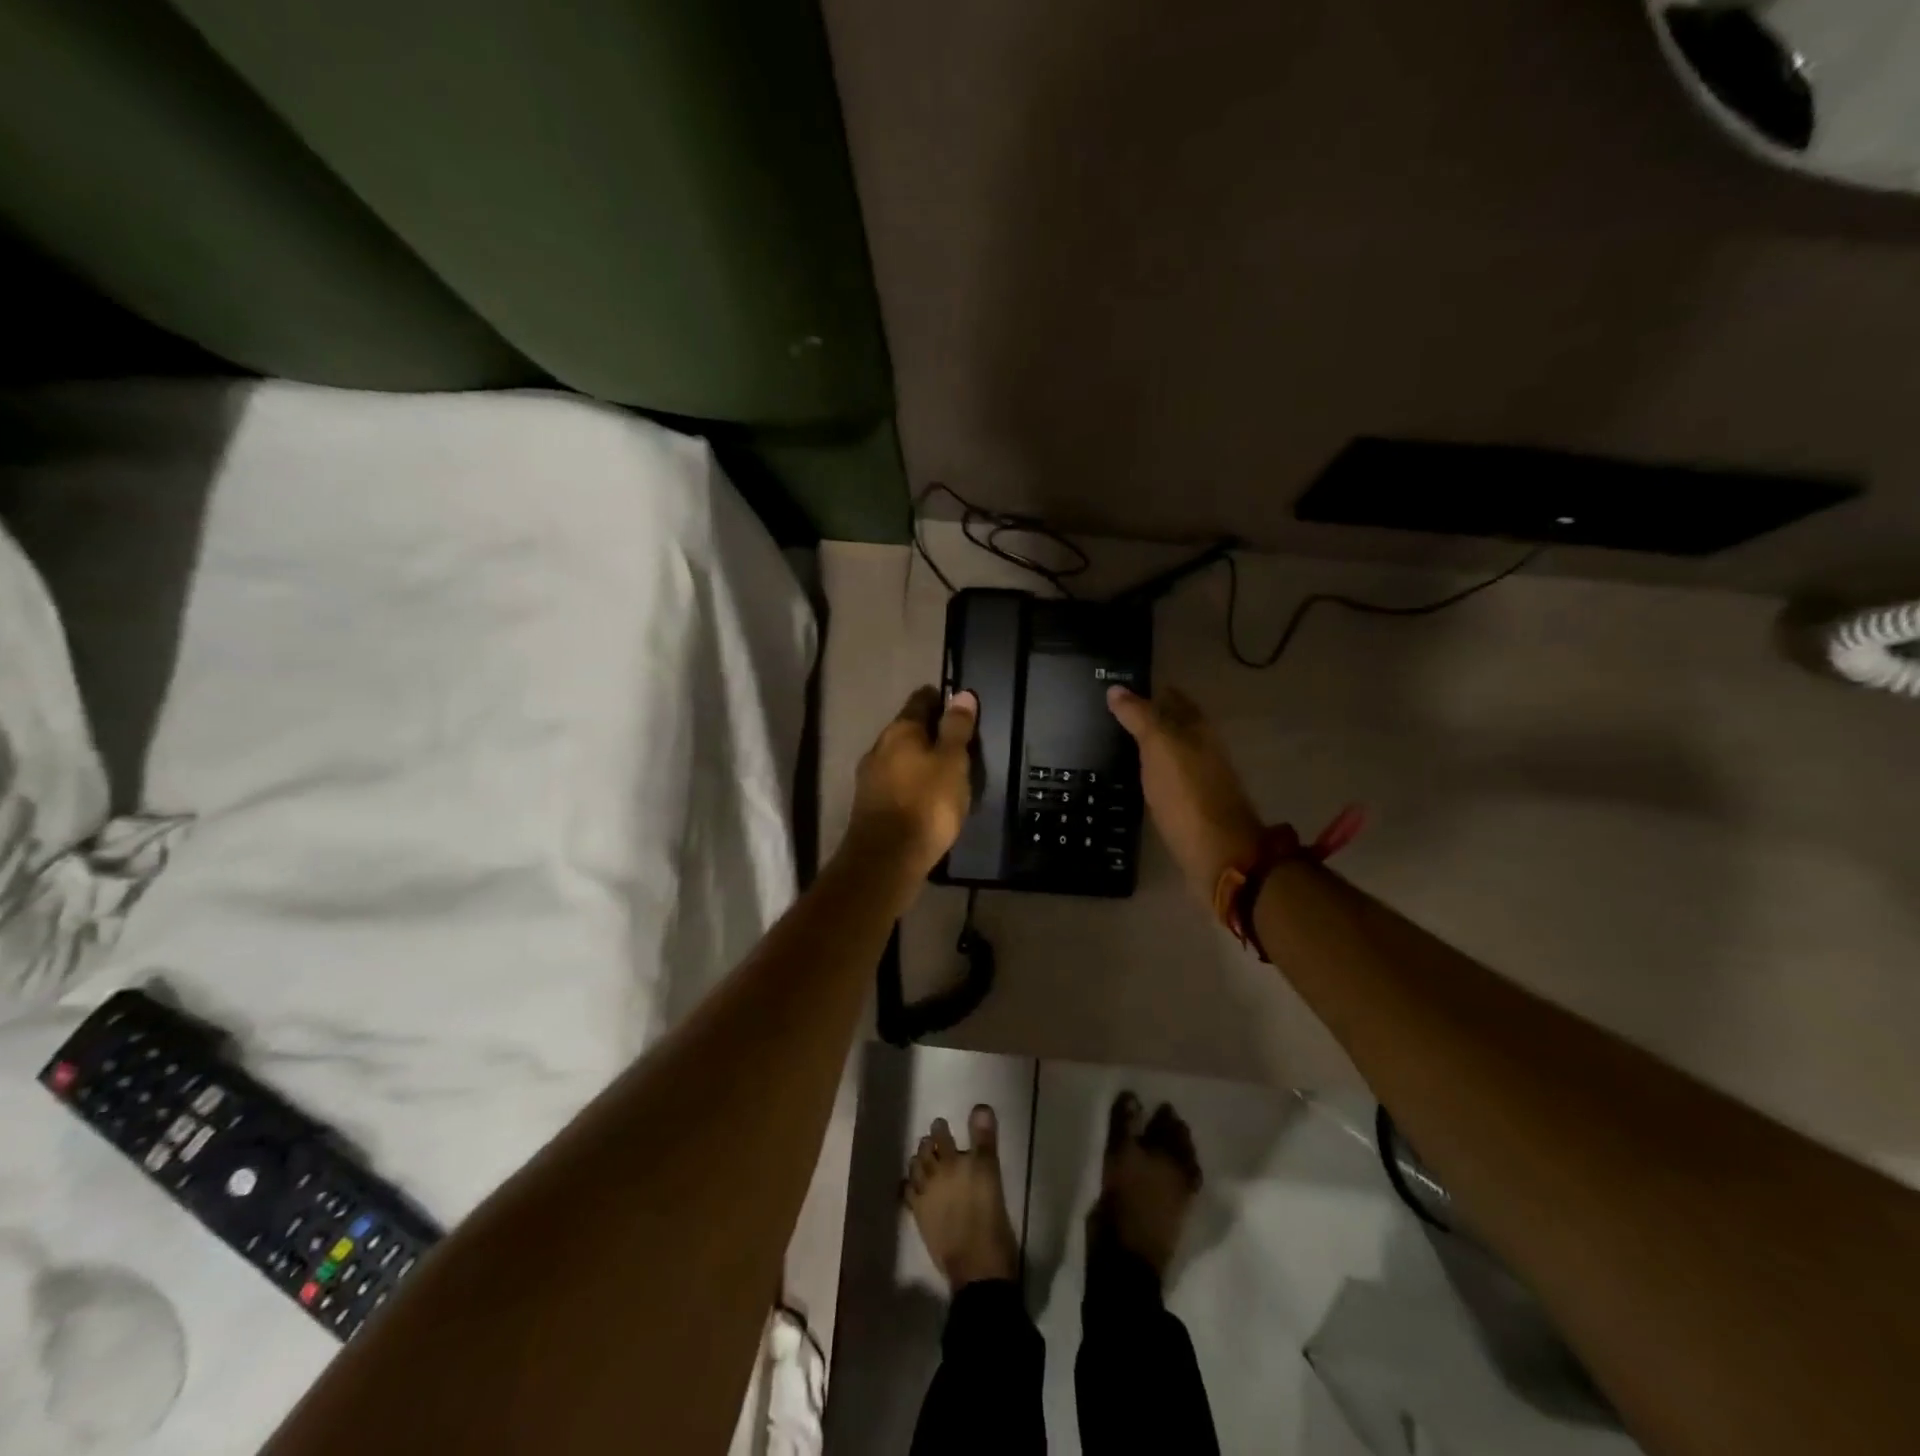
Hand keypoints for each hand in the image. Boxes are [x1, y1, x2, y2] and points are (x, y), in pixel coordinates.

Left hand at [847, 686, 978, 877]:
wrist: (887, 858)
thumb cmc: (927, 803)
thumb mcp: (952, 762)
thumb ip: (957, 728)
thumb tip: (962, 694)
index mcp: (900, 730)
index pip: (920, 700)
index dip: (940, 699)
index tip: (957, 704)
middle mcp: (879, 746)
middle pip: (907, 728)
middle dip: (929, 730)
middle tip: (956, 739)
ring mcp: (870, 776)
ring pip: (899, 756)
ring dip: (919, 757)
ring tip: (945, 768)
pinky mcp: (869, 804)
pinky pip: (895, 781)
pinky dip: (911, 780)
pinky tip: (925, 794)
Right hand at [1108, 685, 1261, 904]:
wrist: (1217, 853)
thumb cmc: (1187, 794)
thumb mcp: (1159, 746)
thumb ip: (1139, 717)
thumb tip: (1115, 688)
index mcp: (1198, 729)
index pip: (1173, 699)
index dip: (1150, 692)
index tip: (1119, 690)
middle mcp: (1203, 749)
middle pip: (1175, 725)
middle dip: (1150, 717)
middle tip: (1112, 716)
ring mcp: (1200, 779)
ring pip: (1172, 752)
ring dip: (1150, 746)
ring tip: (1118, 744)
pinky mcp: (1192, 806)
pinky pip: (1169, 778)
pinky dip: (1153, 771)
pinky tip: (1136, 777)